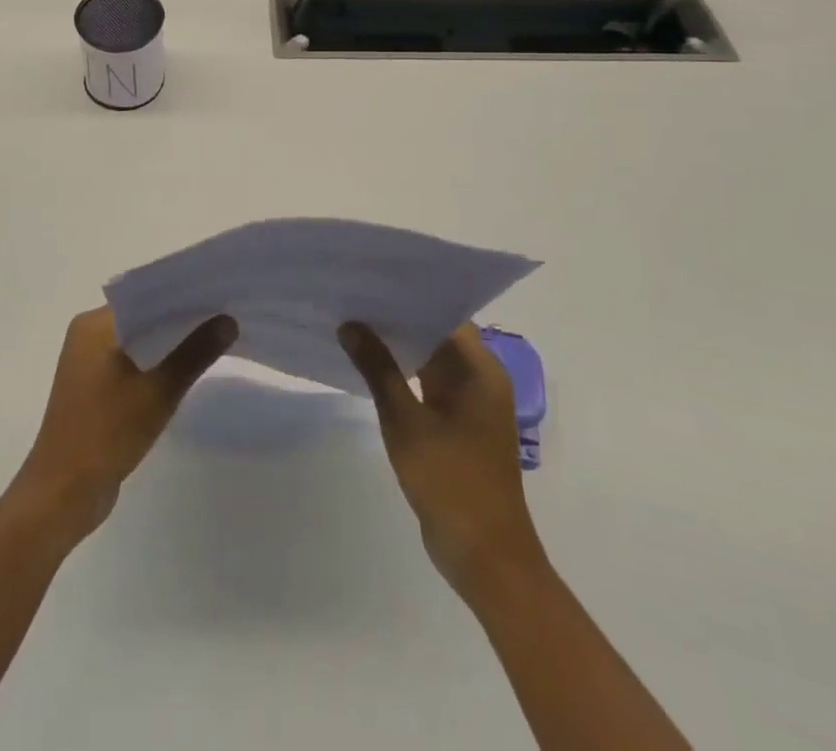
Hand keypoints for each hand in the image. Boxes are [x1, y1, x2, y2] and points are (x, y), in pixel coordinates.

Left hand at [14, 306, 235, 543]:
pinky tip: (185, 368)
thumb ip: (194, 353)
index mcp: (94, 325)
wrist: (63, 494)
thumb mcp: (157, 392)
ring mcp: (88, 362)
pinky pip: (131, 362)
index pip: (144, 295)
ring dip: (169, 342)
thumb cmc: (106, 434)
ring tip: (213, 337)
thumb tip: (228, 320)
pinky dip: (155, 362)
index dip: (181, 293)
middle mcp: (87, 335)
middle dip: (180, 317)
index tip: (218, 292)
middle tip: (225, 314)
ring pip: (138, 340)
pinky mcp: (94, 387)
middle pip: (142, 316)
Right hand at [339, 321, 543, 596]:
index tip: (372, 276)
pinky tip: (367, 365)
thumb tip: (350, 324)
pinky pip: (426, 384)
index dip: (410, 294)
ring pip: (429, 359)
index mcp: (481, 370)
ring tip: (353, 321)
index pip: (445, 312)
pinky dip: (401, 373)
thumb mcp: (405, 422)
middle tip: (353, 294)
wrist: (485, 559)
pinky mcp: (457, 425)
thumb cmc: (451, 482)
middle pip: (437, 333)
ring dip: (397, 345)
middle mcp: (480, 378)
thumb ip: (378, 369)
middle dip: (397, 316)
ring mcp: (469, 403)